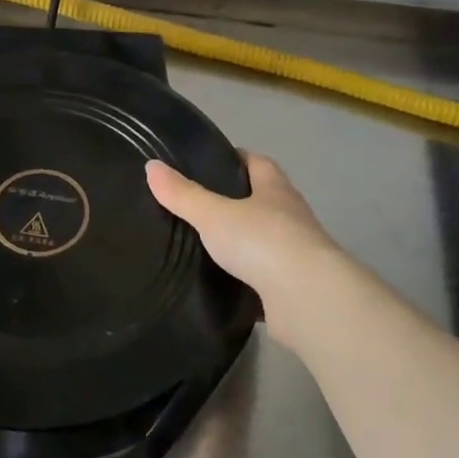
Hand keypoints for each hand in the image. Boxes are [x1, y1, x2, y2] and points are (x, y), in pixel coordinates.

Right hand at [145, 152, 343, 308]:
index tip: (209, 162)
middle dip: (234, 202)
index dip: (235, 158)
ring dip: (240, 243)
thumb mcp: (213, 214)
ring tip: (201, 246)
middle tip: (195, 206)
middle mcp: (290, 217)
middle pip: (262, 201)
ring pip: (262, 241)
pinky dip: (244, 279)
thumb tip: (151, 166)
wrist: (307, 299)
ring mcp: (294, 254)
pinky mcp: (292, 288)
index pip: (257, 163)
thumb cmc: (262, 242)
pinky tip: (220, 283)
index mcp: (275, 190)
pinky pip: (263, 278)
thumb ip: (183, 194)